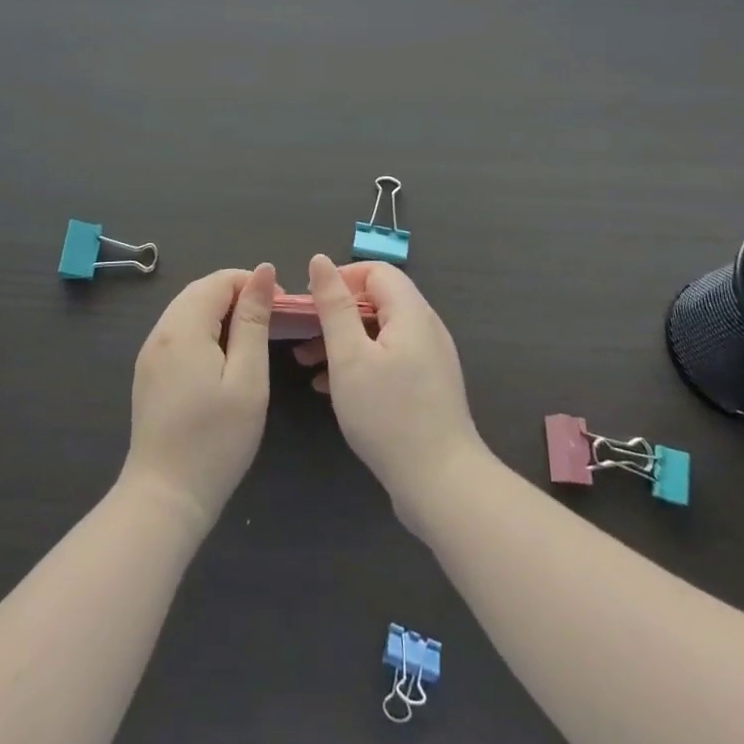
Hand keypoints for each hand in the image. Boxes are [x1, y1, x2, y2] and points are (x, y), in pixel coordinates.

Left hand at [120, 264, 276, 532]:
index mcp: (184, 327)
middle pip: (201, 291)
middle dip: (238, 294)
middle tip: (272, 320)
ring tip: (253, 336)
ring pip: (188, 310)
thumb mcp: (247, 378)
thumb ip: (254, 321)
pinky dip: (205, 330)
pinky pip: (179, 332)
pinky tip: (224, 357)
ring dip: (222, 311)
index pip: (219, 280)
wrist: (165, 496)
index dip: (253, 283)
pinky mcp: (149, 373)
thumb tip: (263, 272)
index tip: (282, 308)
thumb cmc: (216, 440)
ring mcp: (150, 353)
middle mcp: (160, 332)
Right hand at [296, 255, 491, 534]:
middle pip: (377, 302)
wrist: (441, 483)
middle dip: (336, 314)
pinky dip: (359, 364)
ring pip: (379, 334)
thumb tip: (321, 261)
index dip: (340, 279)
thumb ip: (334, 306)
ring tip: (307, 365)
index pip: (376, 272)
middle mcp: (425, 328)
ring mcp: (429, 359)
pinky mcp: (426, 388)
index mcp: (411, 312)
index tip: (310, 304)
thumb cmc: (389, 415)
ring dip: (343, 341)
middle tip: (301, 337)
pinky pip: (388, 360)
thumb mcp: (350, 357)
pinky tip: (329, 389)